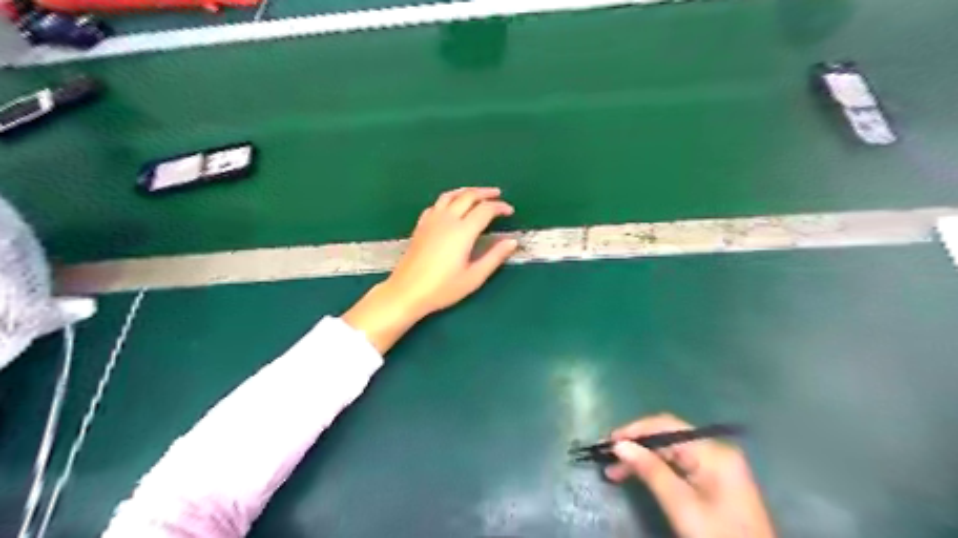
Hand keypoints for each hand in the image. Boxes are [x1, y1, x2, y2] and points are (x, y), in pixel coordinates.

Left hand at [342, 187, 515, 355]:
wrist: (406, 292)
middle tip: (498, 195)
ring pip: (450, 195)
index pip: (485, 209)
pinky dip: (449, 199)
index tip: (510, 211)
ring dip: (467, 191)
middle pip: (468, 196)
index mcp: (462, 231)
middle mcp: (447, 220)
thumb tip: (511, 242)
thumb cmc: (442, 288)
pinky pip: (437, 204)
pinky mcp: (421, 226)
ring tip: (477, 194)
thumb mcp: (474, 277)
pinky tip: (451, 206)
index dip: (500, 207)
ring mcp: (431, 220)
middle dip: (485, 193)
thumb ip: (494, 257)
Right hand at [605, 416, 777, 537]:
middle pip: (667, 438)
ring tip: (614, 472)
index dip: (635, 430)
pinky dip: (655, 469)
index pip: (666, 426)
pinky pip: (677, 465)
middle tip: (607, 459)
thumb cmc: (718, 537)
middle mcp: (714, 451)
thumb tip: (620, 445)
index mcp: (712, 451)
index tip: (608, 442)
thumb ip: (651, 471)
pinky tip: (637, 476)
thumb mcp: (681, 506)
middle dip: (636, 446)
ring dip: (642, 459)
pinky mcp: (712, 481)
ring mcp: (715, 466)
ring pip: (669, 451)